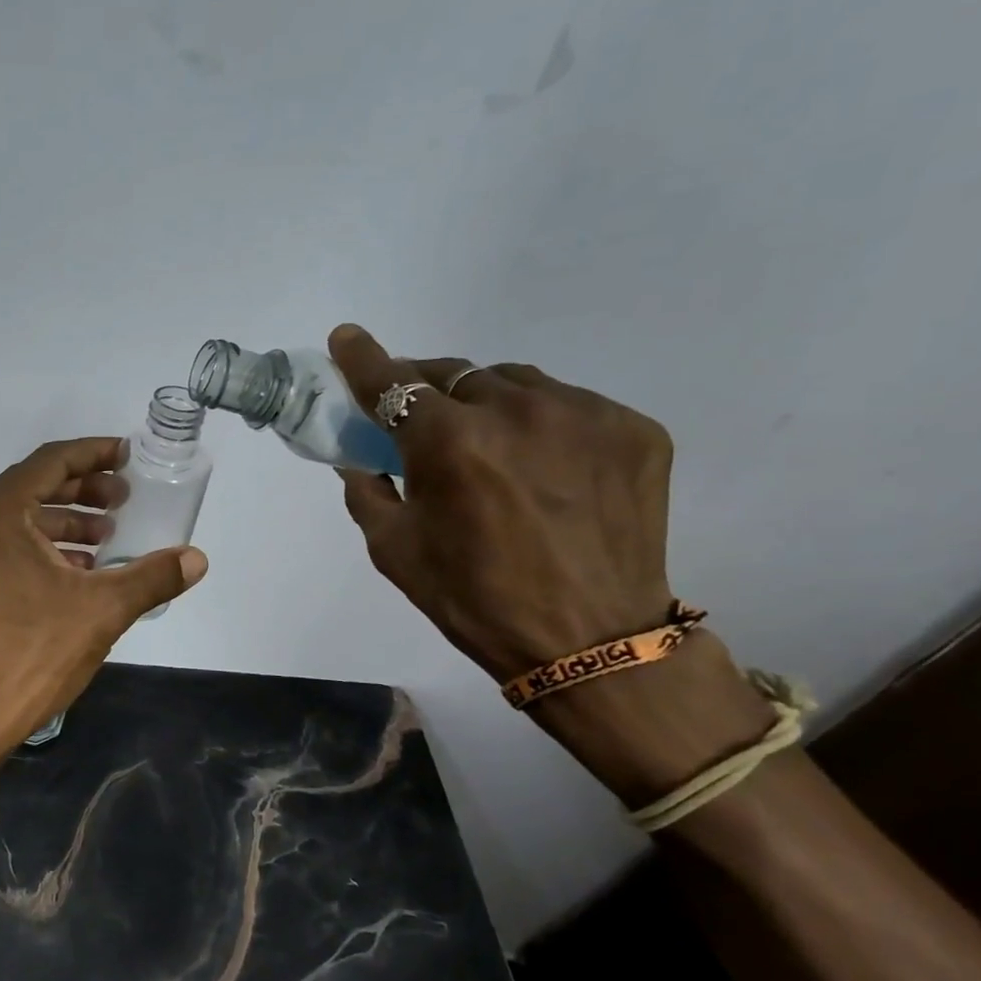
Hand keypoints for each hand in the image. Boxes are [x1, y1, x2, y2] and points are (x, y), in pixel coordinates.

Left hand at [0, 438, 207, 742]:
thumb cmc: (34, 651)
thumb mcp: (103, 610)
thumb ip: (152, 577)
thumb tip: (197, 559)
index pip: (50, 462)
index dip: (93, 454)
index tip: (126, 457)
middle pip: (31, 488)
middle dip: (82, 491)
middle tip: (122, 501)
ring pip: (16, 522)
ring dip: (63, 524)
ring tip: (105, 540)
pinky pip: (2, 550)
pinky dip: (40, 550)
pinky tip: (75, 574)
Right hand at [328, 324, 773, 800]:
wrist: (592, 643)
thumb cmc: (475, 599)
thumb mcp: (394, 551)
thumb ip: (367, 492)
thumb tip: (360, 458)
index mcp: (450, 443)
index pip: (394, 382)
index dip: (363, 359)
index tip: (346, 338)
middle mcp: (517, 411)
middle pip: (454, 373)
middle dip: (426, 386)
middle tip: (417, 411)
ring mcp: (584, 414)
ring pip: (513, 382)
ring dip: (485, 401)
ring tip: (488, 443)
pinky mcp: (633, 428)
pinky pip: (568, 405)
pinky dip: (541, 422)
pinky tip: (542, 464)